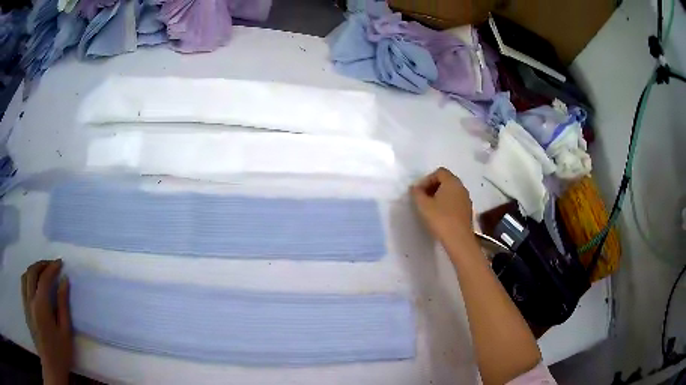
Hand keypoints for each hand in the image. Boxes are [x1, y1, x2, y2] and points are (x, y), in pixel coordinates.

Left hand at [21, 260, 72, 384]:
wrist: (50, 366)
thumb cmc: (60, 353)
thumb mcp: (65, 332)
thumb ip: (63, 305)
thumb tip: (64, 281)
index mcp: (41, 306)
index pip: (44, 278)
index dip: (52, 268)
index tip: (60, 263)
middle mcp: (30, 299)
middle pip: (32, 272)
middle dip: (41, 265)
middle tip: (51, 265)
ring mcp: (25, 303)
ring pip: (25, 276)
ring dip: (33, 270)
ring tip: (41, 272)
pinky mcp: (24, 308)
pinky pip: (23, 285)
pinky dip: (28, 278)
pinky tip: (33, 284)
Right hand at [411, 167, 474, 243]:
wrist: (459, 239)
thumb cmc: (441, 219)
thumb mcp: (423, 205)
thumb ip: (417, 193)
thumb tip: (415, 188)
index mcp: (452, 182)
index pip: (439, 172)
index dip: (427, 179)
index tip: (419, 192)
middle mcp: (461, 187)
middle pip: (446, 180)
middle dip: (433, 187)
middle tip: (423, 198)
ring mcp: (466, 199)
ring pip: (451, 191)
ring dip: (440, 196)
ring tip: (430, 208)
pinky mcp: (468, 210)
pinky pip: (456, 201)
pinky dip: (447, 204)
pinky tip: (440, 215)